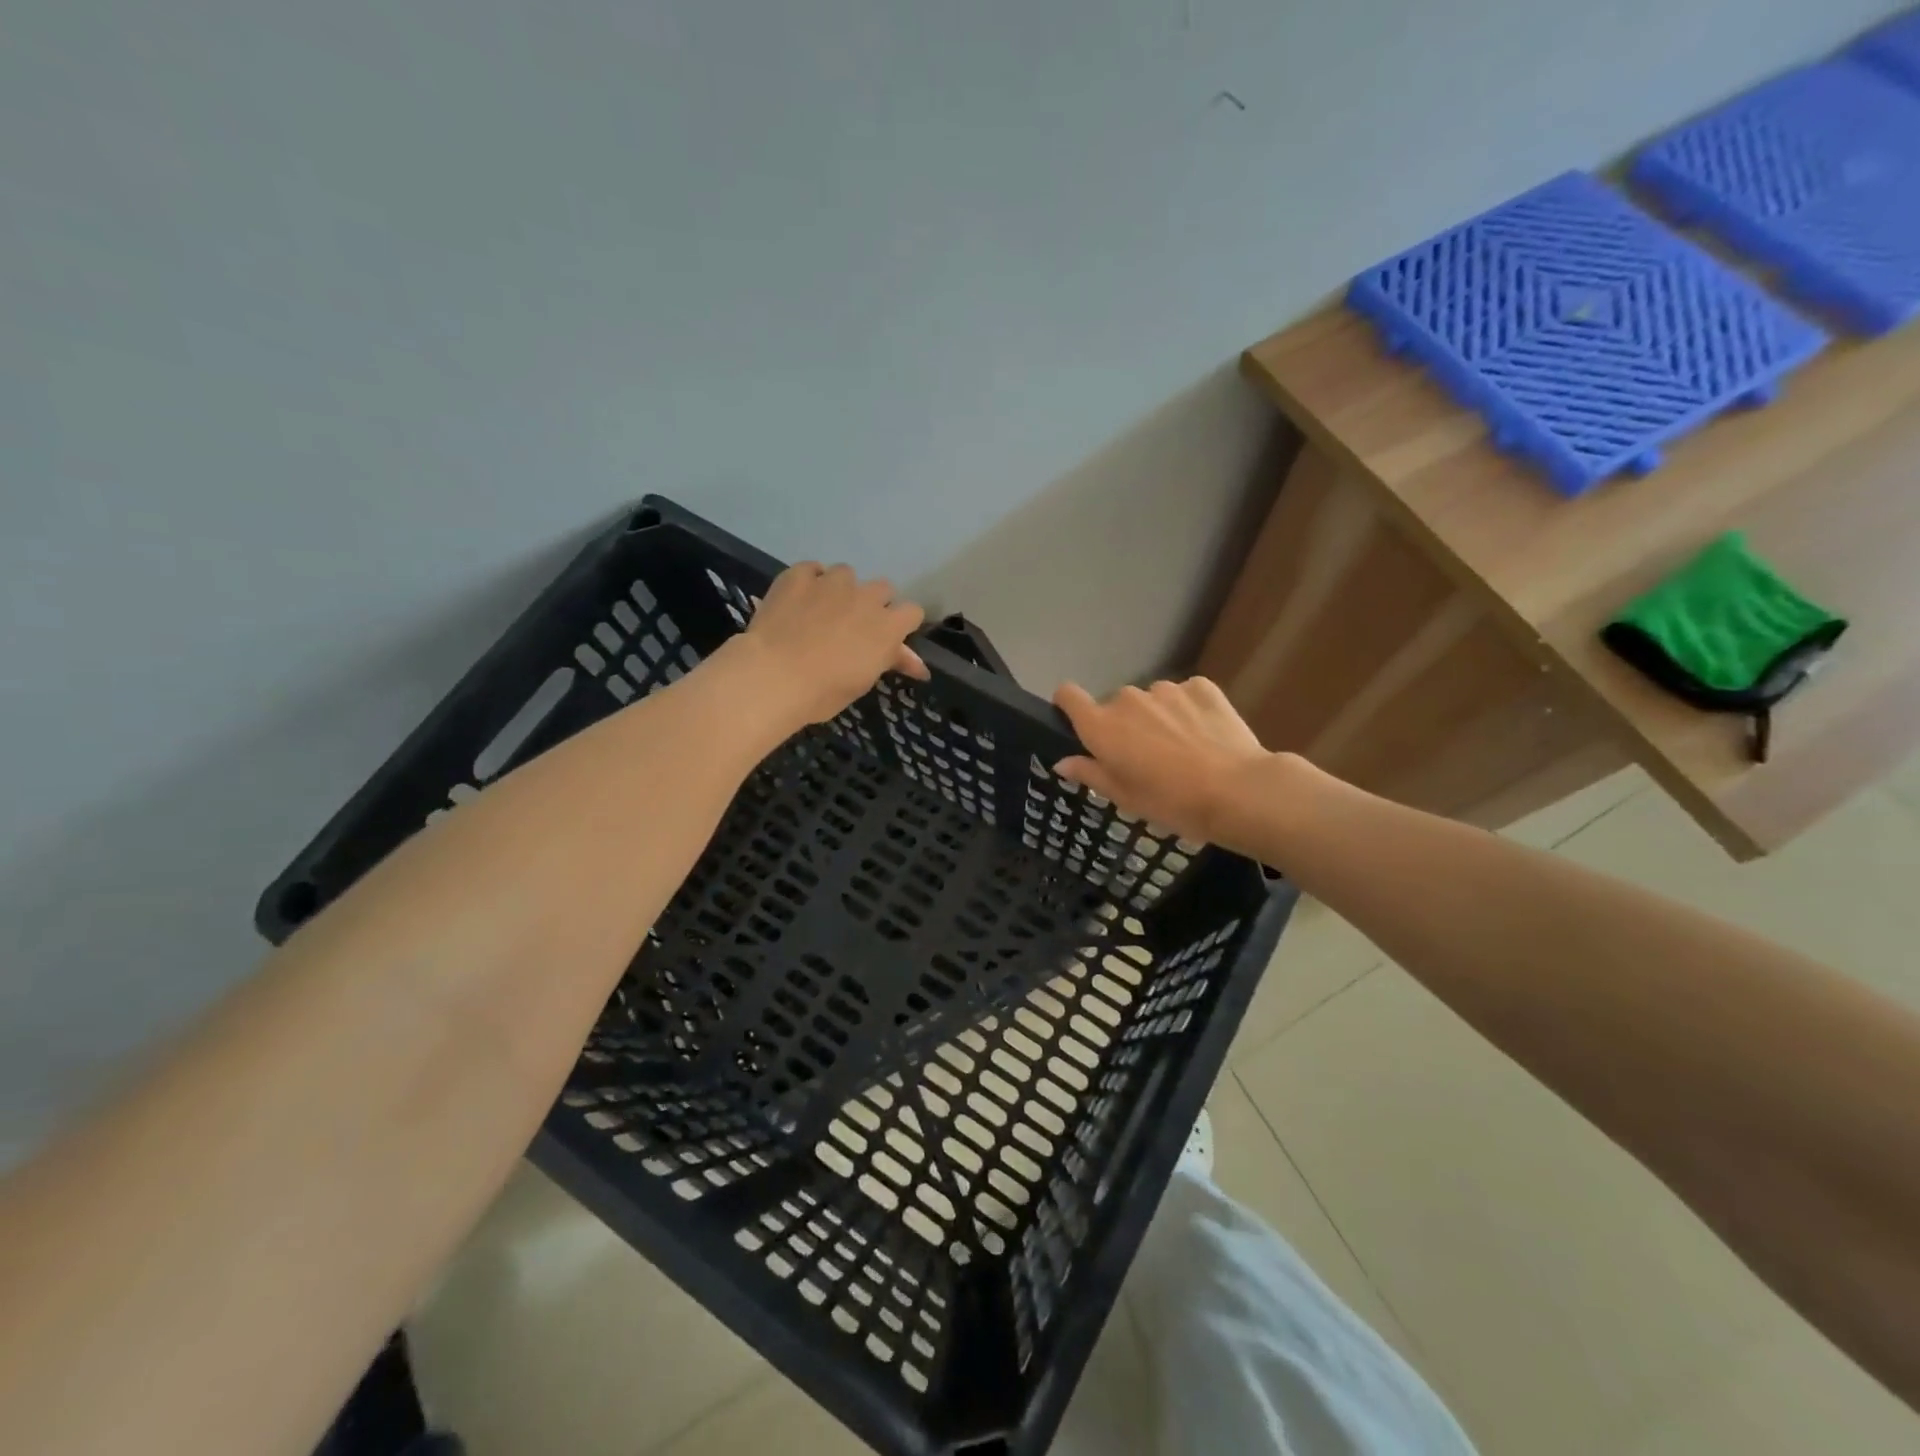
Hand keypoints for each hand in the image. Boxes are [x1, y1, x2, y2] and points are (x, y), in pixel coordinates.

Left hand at [736, 563, 927, 726]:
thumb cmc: (824, 691)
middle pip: (883, 588)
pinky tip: (799, 597)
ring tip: (823, 609)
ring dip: (842, 589)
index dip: (902, 624)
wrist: (774, 676)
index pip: (913, 612)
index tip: (890, 638)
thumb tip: (919, 667)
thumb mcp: (864, 682)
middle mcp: (866, 597)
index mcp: (887, 626)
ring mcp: (831, 582)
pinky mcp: (798, 576)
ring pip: (847, 573)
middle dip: (873, 603)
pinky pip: (811, 568)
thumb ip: (890, 662)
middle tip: (855, 626)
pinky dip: (809, 580)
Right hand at [1052, 677, 1270, 845]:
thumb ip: (1090, 773)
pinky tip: (1205, 736)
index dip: (1068, 705)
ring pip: (1151, 700)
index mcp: (1101, 726)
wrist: (1237, 791)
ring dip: (1157, 717)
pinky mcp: (1201, 686)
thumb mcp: (1125, 797)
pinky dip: (1188, 710)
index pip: (1068, 695)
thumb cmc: (1171, 801)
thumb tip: (1062, 762)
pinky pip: (1184, 695)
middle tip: (1146, 757)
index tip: (1079, 723)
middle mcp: (1127, 698)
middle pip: (1115, 704)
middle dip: (1124, 725)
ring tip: (1182, 748)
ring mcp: (1166, 688)